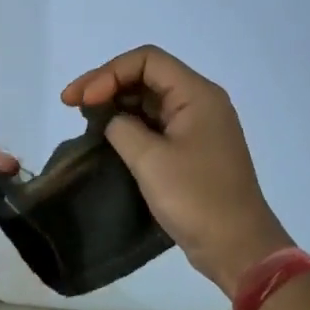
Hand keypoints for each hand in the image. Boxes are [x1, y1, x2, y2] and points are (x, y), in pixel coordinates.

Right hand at [61, 47, 290, 296]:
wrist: (238, 248)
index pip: (146, 60)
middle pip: (147, 75)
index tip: (82, 100)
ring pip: (149, 99)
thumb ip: (122, 128)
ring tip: (84, 118)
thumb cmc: (196, 199)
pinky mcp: (192, 149)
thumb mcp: (150, 160)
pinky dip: (129, 124)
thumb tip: (113, 121)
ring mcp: (197, 126)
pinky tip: (106, 135)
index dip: (109, 73)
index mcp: (197, 94)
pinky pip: (156, 123)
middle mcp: (200, 101)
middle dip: (107, 84)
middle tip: (71, 103)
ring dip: (116, 103)